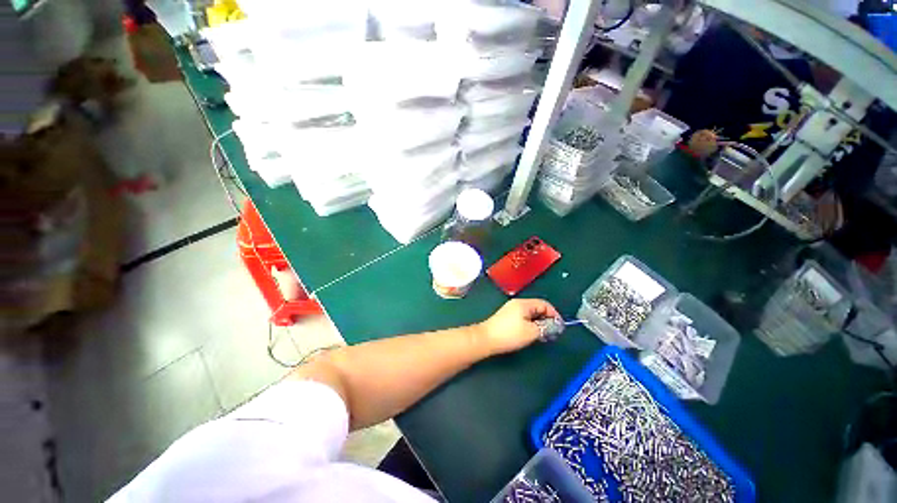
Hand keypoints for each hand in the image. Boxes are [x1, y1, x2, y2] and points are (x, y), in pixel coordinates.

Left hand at [476, 299, 560, 354]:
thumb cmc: (509, 334)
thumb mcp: (532, 332)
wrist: (486, 339)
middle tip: (552, 333)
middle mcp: (517, 304)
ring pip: (531, 314)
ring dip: (539, 323)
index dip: (554, 315)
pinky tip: (531, 334)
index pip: (544, 304)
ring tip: (543, 335)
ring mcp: (511, 310)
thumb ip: (546, 327)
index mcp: (524, 304)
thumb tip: (556, 325)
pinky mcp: (507, 318)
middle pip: (537, 308)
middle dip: (547, 319)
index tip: (560, 327)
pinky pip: (524, 318)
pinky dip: (531, 325)